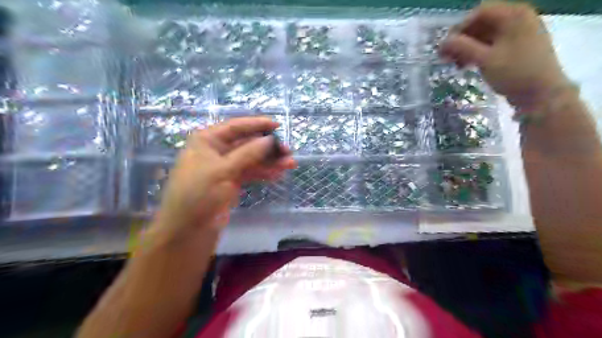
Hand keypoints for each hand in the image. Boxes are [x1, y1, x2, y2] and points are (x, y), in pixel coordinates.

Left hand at [149, 118, 296, 243]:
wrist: (187, 230)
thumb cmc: (199, 194)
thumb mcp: (223, 170)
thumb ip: (248, 153)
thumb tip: (271, 140)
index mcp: (207, 141)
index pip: (236, 127)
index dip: (257, 125)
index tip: (278, 126)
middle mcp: (216, 151)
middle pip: (247, 143)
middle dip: (268, 147)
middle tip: (288, 151)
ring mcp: (225, 167)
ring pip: (251, 159)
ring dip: (270, 161)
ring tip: (290, 164)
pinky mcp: (231, 182)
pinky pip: (250, 173)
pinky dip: (264, 173)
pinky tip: (278, 174)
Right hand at [438, 2, 570, 109]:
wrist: (541, 93)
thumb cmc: (514, 73)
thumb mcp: (485, 59)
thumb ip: (463, 48)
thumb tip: (443, 42)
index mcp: (514, 15)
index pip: (480, 12)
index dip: (460, 27)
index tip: (447, 45)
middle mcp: (518, 19)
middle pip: (482, 23)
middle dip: (462, 39)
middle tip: (446, 57)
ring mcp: (518, 34)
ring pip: (485, 35)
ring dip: (467, 48)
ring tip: (455, 64)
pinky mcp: (516, 48)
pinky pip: (492, 45)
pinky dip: (477, 53)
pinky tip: (467, 66)